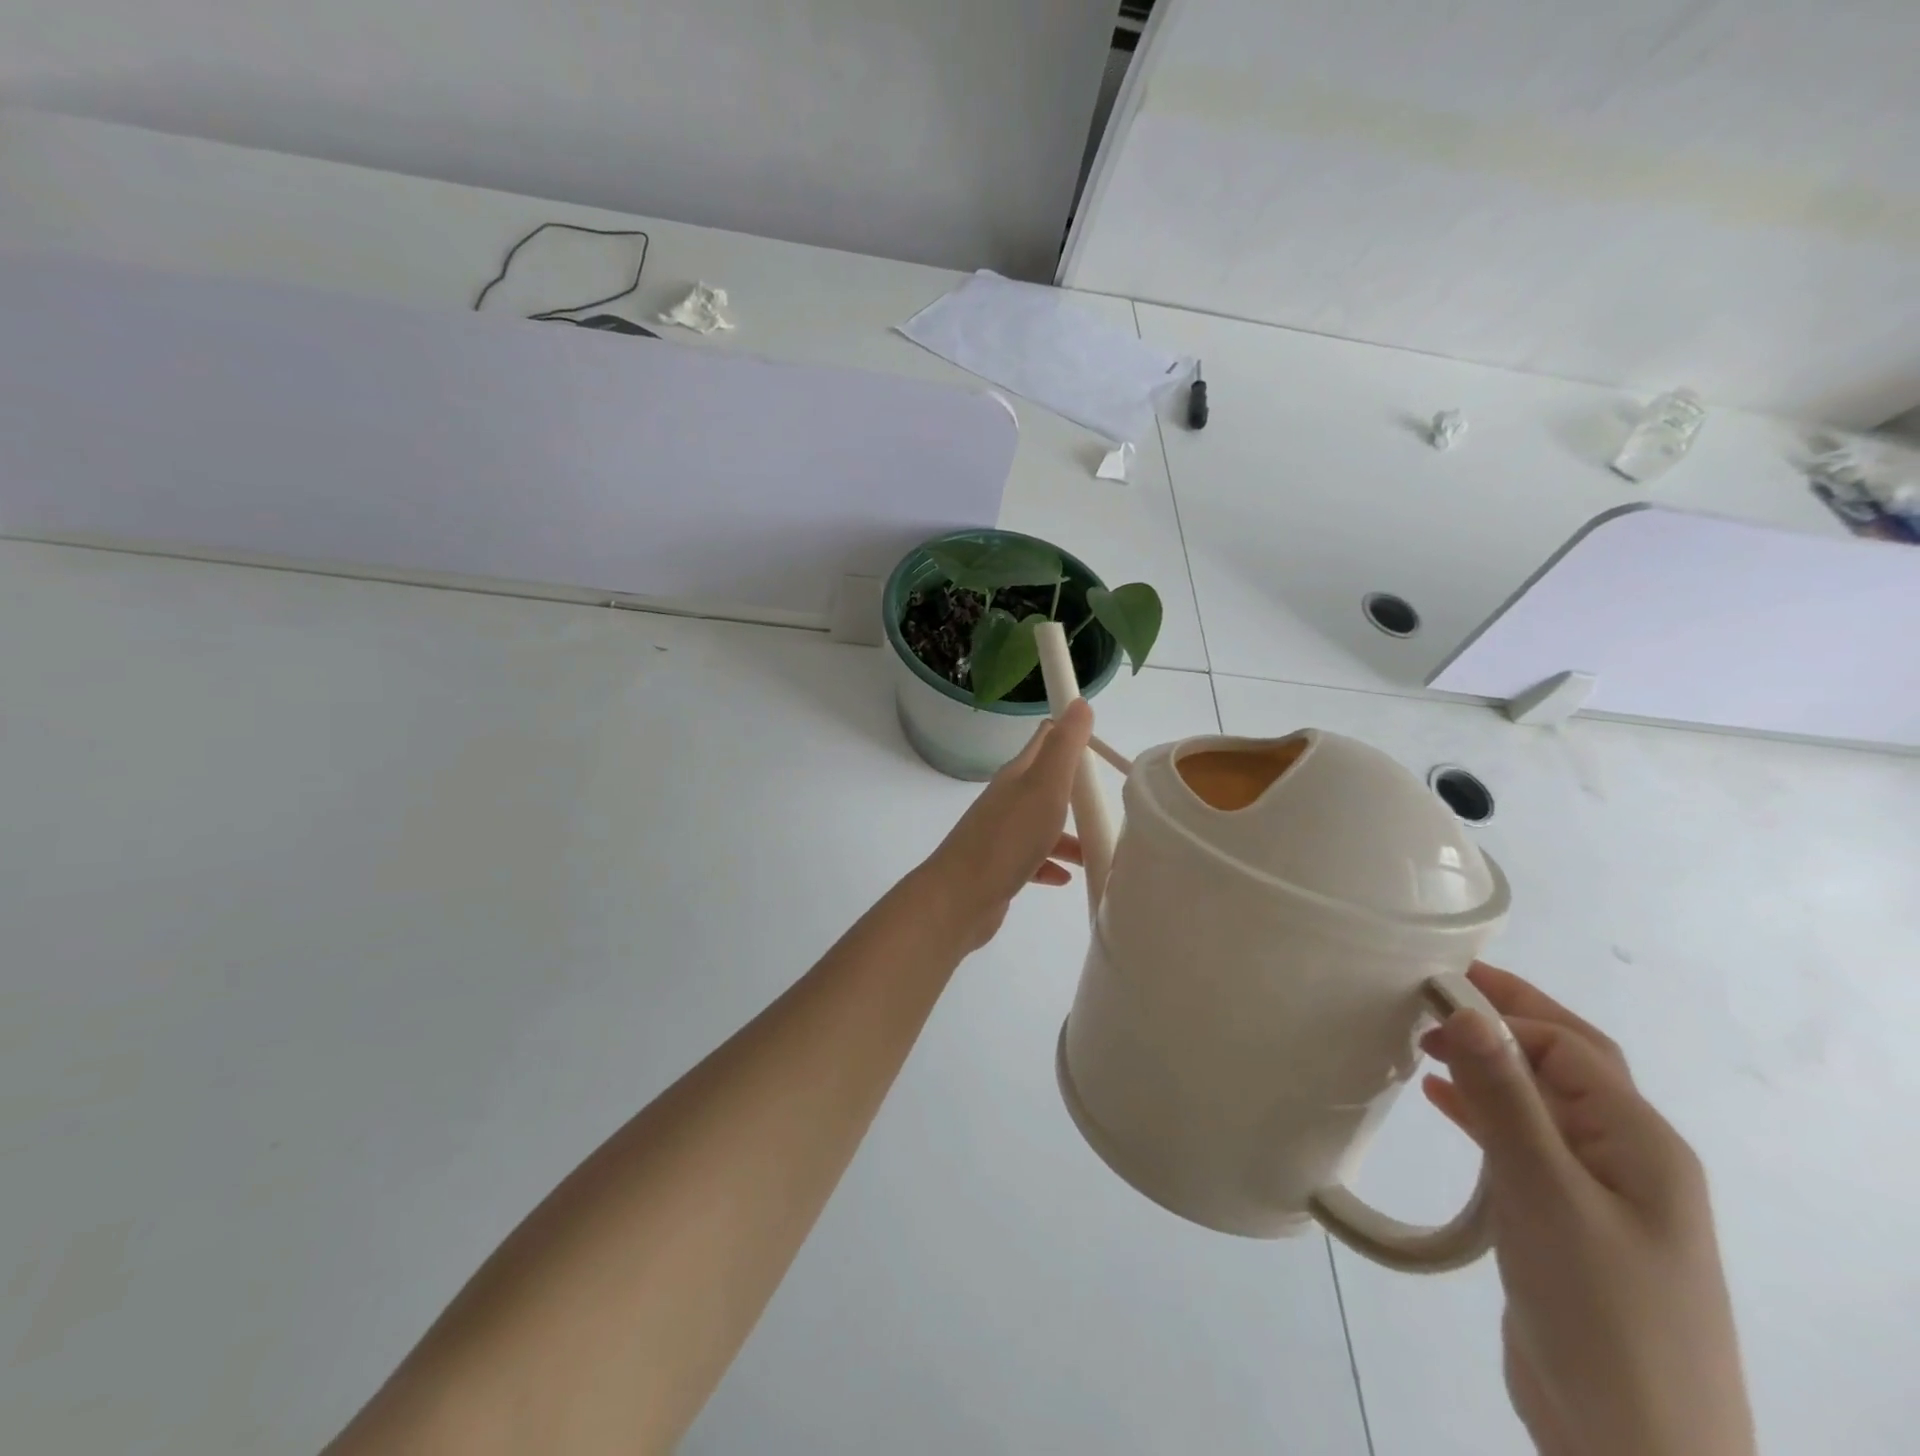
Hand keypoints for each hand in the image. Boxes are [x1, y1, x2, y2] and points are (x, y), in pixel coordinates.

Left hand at [917, 699, 1092, 952]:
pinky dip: (1050, 864)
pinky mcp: (1000, 867)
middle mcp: (1008, 800)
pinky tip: (1065, 878)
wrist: (960, 897)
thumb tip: (1078, 703)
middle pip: (1046, 785)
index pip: (1045, 741)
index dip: (1069, 734)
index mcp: (1018, 775)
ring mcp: (1002, 834)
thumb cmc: (1009, 838)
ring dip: (1068, 835)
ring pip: (1042, 826)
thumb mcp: (1045, 786)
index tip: (1099, 742)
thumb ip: (1064, 746)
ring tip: (1095, 851)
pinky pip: (1032, 859)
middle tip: (1106, 801)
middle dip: (1075, 791)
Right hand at [1421, 964, 1755, 1455]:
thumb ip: (1505, 1097)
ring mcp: (1600, 1196)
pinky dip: (1483, 1112)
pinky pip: (1524, 1144)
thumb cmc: (1598, 1307)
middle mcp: (1628, 1159)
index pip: (1568, 1047)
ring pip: (1541, 1103)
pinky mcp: (1567, 1224)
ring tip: (1423, 1041)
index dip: (1503, 1010)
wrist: (1632, 1448)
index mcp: (1641, 1143)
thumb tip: (1467, 1010)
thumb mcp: (1544, 1192)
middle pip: (1566, 1064)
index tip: (1428, 992)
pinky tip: (1440, 1102)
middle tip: (1436, 987)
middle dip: (1507, 1018)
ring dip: (1490, 1064)